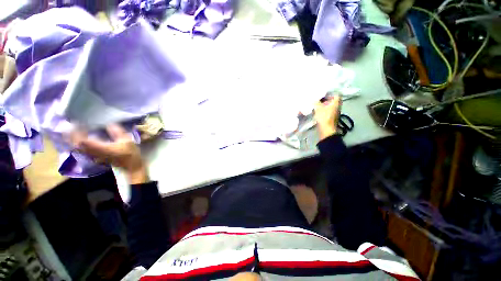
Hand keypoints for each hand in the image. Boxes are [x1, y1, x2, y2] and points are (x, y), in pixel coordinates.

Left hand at [70, 124, 148, 184]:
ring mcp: (93, 156)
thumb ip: (118, 132)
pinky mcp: (95, 158)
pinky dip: (78, 145)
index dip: (77, 132)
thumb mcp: (127, 141)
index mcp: (101, 148)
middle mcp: (94, 153)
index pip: (82, 140)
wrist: (131, 167)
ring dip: (72, 140)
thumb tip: (109, 123)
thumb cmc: (130, 154)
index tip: (75, 123)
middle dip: (71, 136)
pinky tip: (79, 140)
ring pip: (78, 148)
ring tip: (71, 131)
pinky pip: (82, 151)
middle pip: (77, 145)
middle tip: (69, 126)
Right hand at [314, 95, 341, 140]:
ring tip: (318, 105)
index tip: (324, 94)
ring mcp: (335, 113)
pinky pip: (329, 111)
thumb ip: (316, 102)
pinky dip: (325, 110)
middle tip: (320, 99)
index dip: (330, 93)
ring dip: (325, 105)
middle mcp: (338, 107)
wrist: (326, 129)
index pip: (336, 94)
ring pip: (331, 106)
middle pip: (334, 100)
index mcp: (336, 103)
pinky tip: (319, 111)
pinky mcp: (332, 117)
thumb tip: (314, 99)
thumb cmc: (324, 117)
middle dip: (327, 99)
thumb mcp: (318, 108)